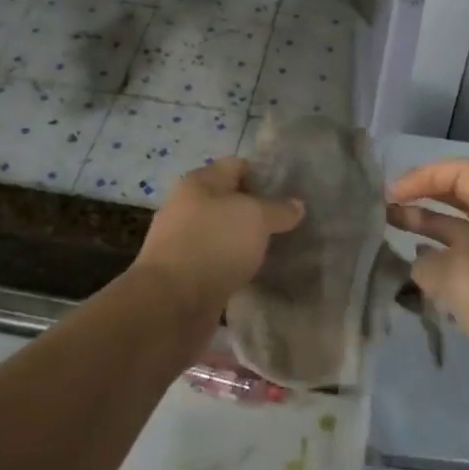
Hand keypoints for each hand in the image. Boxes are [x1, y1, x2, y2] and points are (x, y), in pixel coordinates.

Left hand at [131, 157, 304, 326]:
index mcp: (199, 183)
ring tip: (280, 250)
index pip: (236, 166)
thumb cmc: (214, 244)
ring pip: (225, 234)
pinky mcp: (185, 275)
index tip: (292, 193)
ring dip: (248, 242)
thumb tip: (297, 205)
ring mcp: (184, 242)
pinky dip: (237, 266)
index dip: (264, 175)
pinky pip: (218, 262)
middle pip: (229, 201)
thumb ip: (279, 209)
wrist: (171, 303)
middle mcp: (187, 207)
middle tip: (291, 224)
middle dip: (258, 211)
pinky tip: (259, 275)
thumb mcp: (256, 218)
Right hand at [389, 159, 468, 417]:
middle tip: (383, 213)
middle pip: (458, 202)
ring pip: (457, 239)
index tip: (393, 196)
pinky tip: (413, 281)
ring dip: (425, 235)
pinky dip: (437, 270)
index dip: (424, 176)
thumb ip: (427, 263)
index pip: (460, 173)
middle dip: (421, 202)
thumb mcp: (457, 273)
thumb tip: (421, 267)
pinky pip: (461, 271)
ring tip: (388, 241)